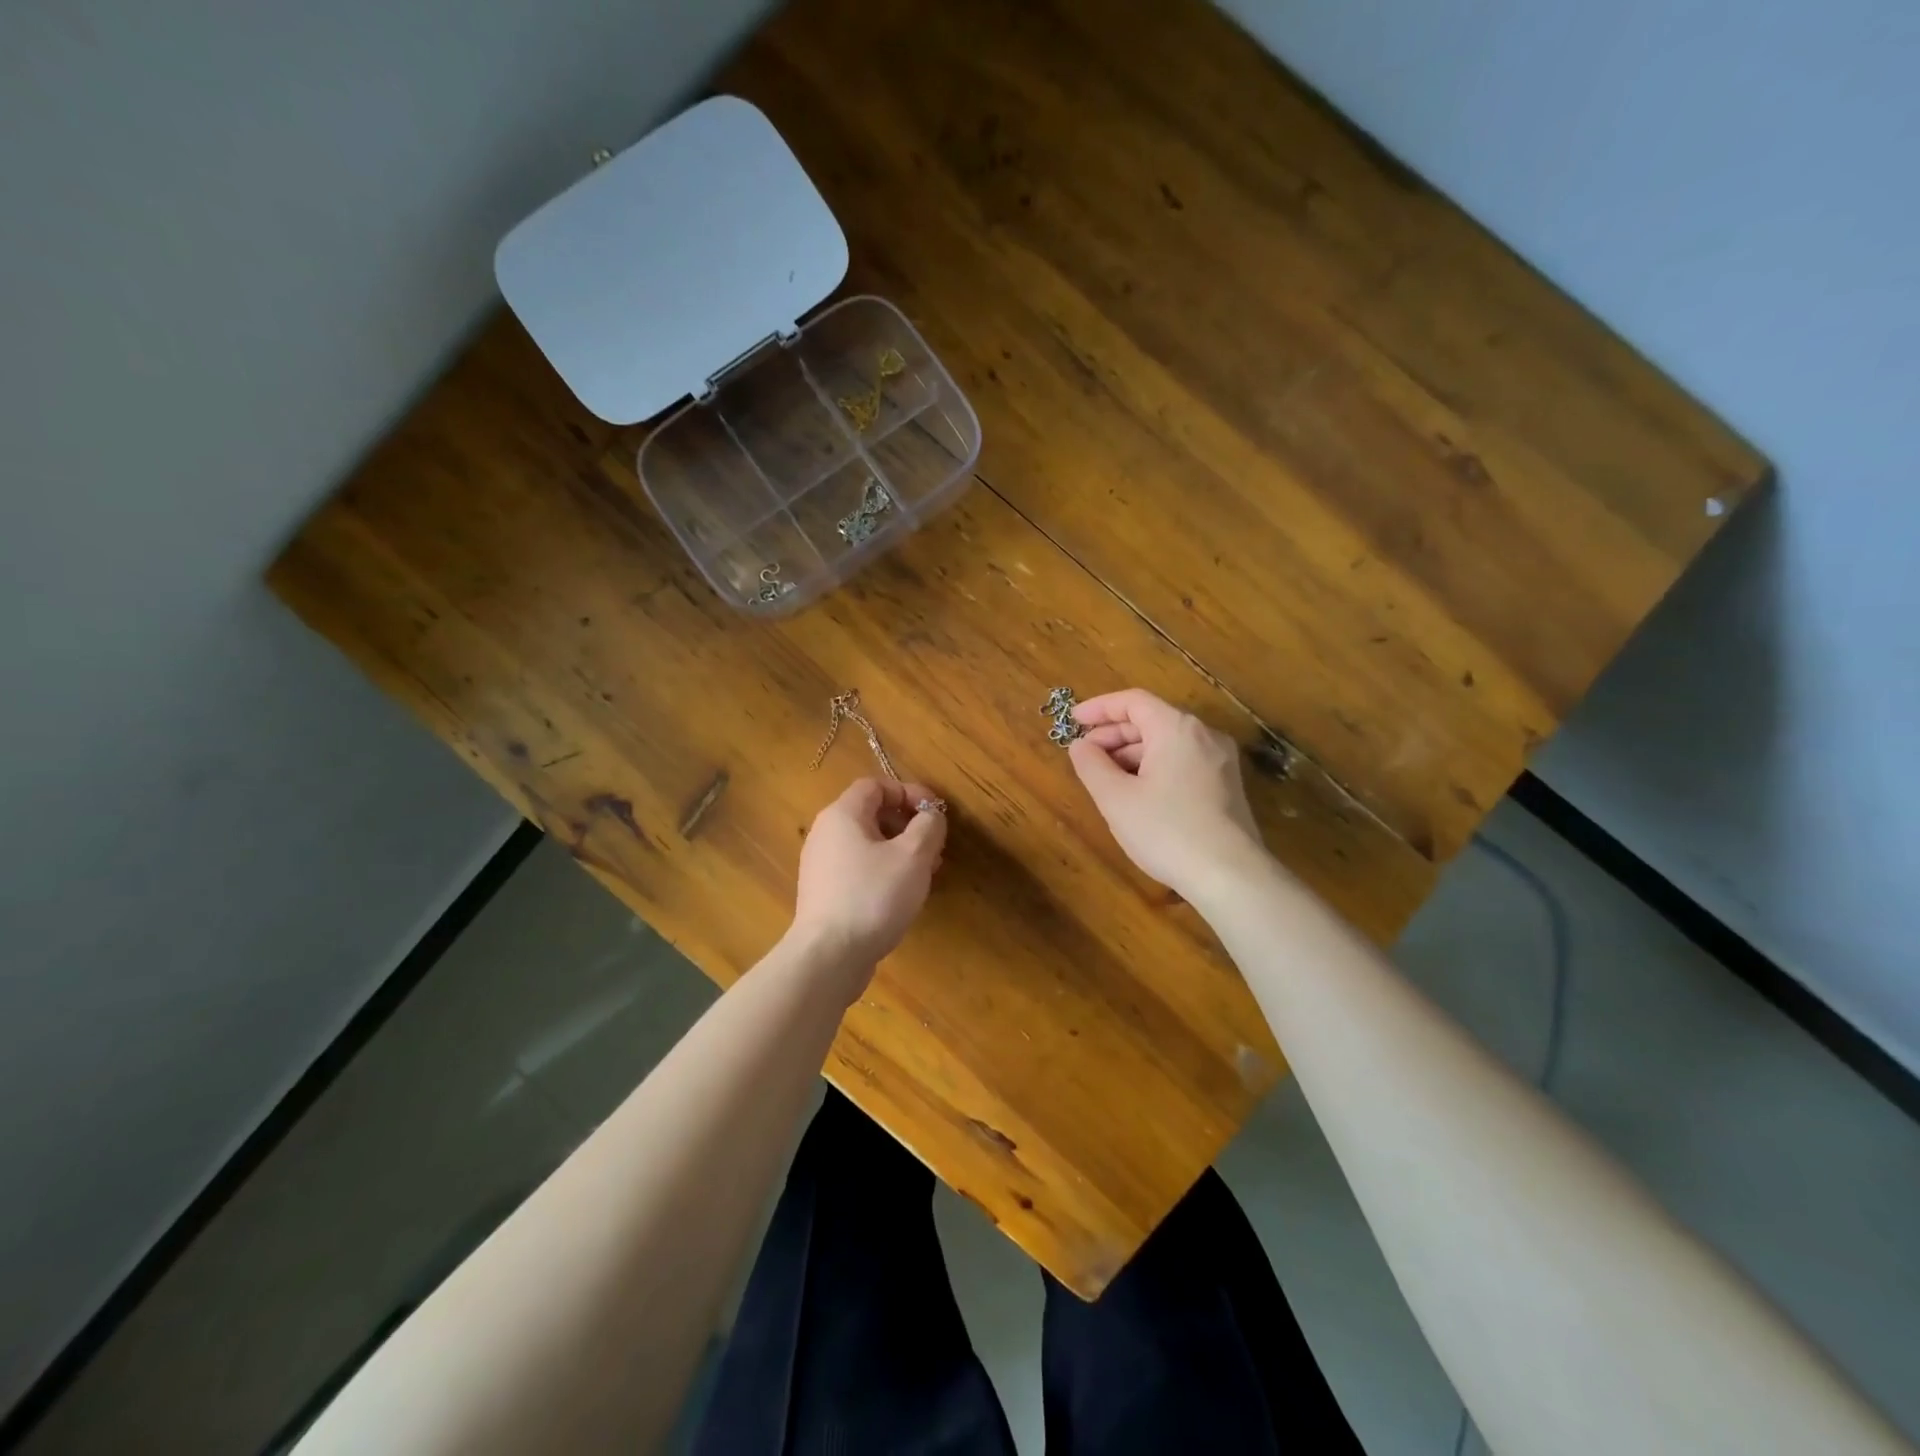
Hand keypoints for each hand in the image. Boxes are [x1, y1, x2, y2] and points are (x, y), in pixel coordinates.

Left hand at [790, 778, 947, 988]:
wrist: (829, 956)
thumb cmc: (873, 896)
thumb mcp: (913, 856)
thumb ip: (929, 827)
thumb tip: (931, 816)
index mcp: (842, 815)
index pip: (876, 785)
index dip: (909, 793)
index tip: (935, 814)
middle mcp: (826, 834)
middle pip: (872, 814)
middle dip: (908, 826)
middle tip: (934, 848)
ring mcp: (821, 866)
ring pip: (867, 845)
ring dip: (900, 852)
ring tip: (925, 874)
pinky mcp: (824, 894)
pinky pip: (859, 869)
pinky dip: (884, 872)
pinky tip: (902, 896)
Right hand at [1067, 689, 1264, 896]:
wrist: (1230, 876)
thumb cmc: (1167, 831)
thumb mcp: (1116, 798)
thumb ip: (1092, 765)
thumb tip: (1080, 746)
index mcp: (1177, 729)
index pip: (1133, 701)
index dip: (1099, 708)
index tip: (1073, 722)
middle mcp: (1204, 735)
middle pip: (1151, 721)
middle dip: (1113, 735)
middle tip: (1084, 755)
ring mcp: (1221, 761)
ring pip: (1167, 744)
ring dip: (1132, 754)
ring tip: (1106, 778)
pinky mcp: (1227, 786)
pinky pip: (1183, 763)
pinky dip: (1155, 768)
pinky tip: (1138, 794)